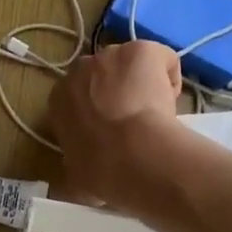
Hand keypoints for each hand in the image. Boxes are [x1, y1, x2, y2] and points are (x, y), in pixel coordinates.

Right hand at [48, 41, 183, 209]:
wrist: (133, 155)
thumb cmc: (101, 170)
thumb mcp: (77, 177)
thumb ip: (77, 167)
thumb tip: (83, 181)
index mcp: (59, 99)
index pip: (78, 96)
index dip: (97, 110)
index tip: (111, 131)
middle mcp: (80, 69)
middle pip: (103, 73)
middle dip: (116, 91)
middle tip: (134, 121)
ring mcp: (112, 55)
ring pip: (131, 64)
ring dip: (142, 82)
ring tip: (156, 112)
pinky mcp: (141, 50)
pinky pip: (160, 57)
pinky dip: (169, 74)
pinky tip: (173, 101)